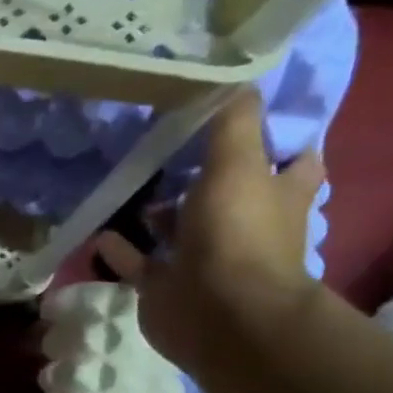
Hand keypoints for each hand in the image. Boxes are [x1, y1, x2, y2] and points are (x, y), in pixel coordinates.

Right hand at [96, 90, 322, 373]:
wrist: (218, 313)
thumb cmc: (238, 235)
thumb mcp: (238, 164)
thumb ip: (234, 123)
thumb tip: (235, 79)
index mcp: (279, 195)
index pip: (291, 159)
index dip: (275, 137)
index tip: (242, 115)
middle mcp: (245, 226)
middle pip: (229, 193)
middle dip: (204, 174)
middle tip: (168, 147)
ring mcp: (204, 258)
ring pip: (181, 228)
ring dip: (158, 212)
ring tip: (129, 185)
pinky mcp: (166, 284)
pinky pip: (139, 262)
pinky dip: (121, 248)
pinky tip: (101, 230)